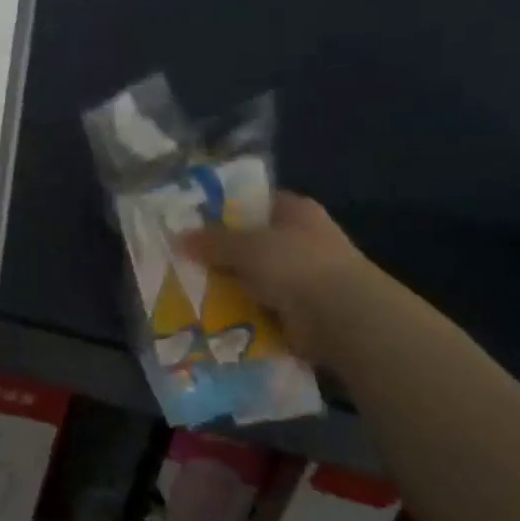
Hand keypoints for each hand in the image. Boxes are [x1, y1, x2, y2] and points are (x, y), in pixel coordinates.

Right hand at [176, 192, 378, 365]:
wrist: (342, 318)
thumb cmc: (297, 265)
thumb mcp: (246, 246)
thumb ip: (212, 242)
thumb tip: (177, 238)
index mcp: (295, 212)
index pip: (255, 202)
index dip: (224, 209)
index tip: (191, 220)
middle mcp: (300, 240)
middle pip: (249, 243)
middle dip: (219, 253)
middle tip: (180, 259)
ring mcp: (301, 277)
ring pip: (251, 277)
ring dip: (227, 287)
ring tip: (187, 291)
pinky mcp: (297, 310)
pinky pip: (258, 307)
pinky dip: (239, 313)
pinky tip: (209, 316)